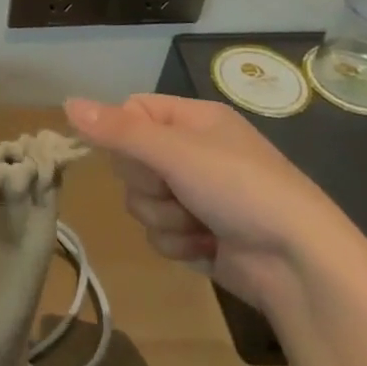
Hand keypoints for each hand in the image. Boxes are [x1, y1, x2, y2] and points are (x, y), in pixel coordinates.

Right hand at [64, 93, 362, 312]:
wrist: (299, 263)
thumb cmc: (240, 189)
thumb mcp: (175, 152)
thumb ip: (118, 130)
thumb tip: (66, 102)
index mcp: (192, 120)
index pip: (131, 113)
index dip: (122, 135)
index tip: (134, 154)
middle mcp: (192, 153)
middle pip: (130, 161)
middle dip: (147, 185)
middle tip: (175, 190)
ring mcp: (196, 195)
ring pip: (141, 202)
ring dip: (164, 219)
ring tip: (200, 224)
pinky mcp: (198, 234)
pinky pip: (159, 234)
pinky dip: (179, 244)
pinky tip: (207, 247)